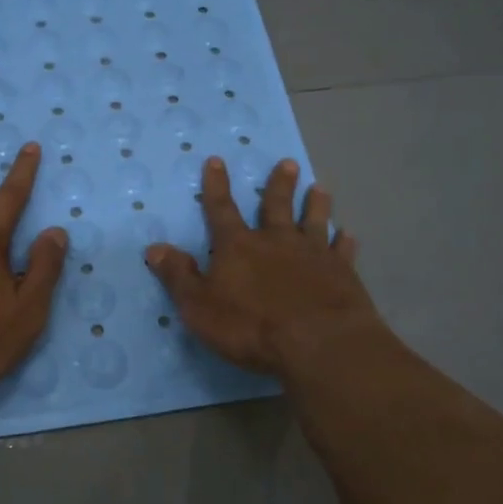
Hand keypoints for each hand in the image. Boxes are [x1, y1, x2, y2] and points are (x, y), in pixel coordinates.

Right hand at [145, 156, 384, 374]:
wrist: (318, 343)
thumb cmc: (250, 326)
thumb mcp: (199, 306)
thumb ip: (178, 276)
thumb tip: (154, 247)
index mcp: (238, 247)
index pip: (221, 209)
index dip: (216, 186)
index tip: (216, 160)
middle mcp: (276, 241)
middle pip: (276, 206)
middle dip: (279, 185)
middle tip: (288, 163)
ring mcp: (313, 254)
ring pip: (314, 221)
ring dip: (315, 204)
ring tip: (320, 187)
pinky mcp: (341, 273)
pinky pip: (342, 252)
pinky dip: (344, 242)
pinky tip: (348, 235)